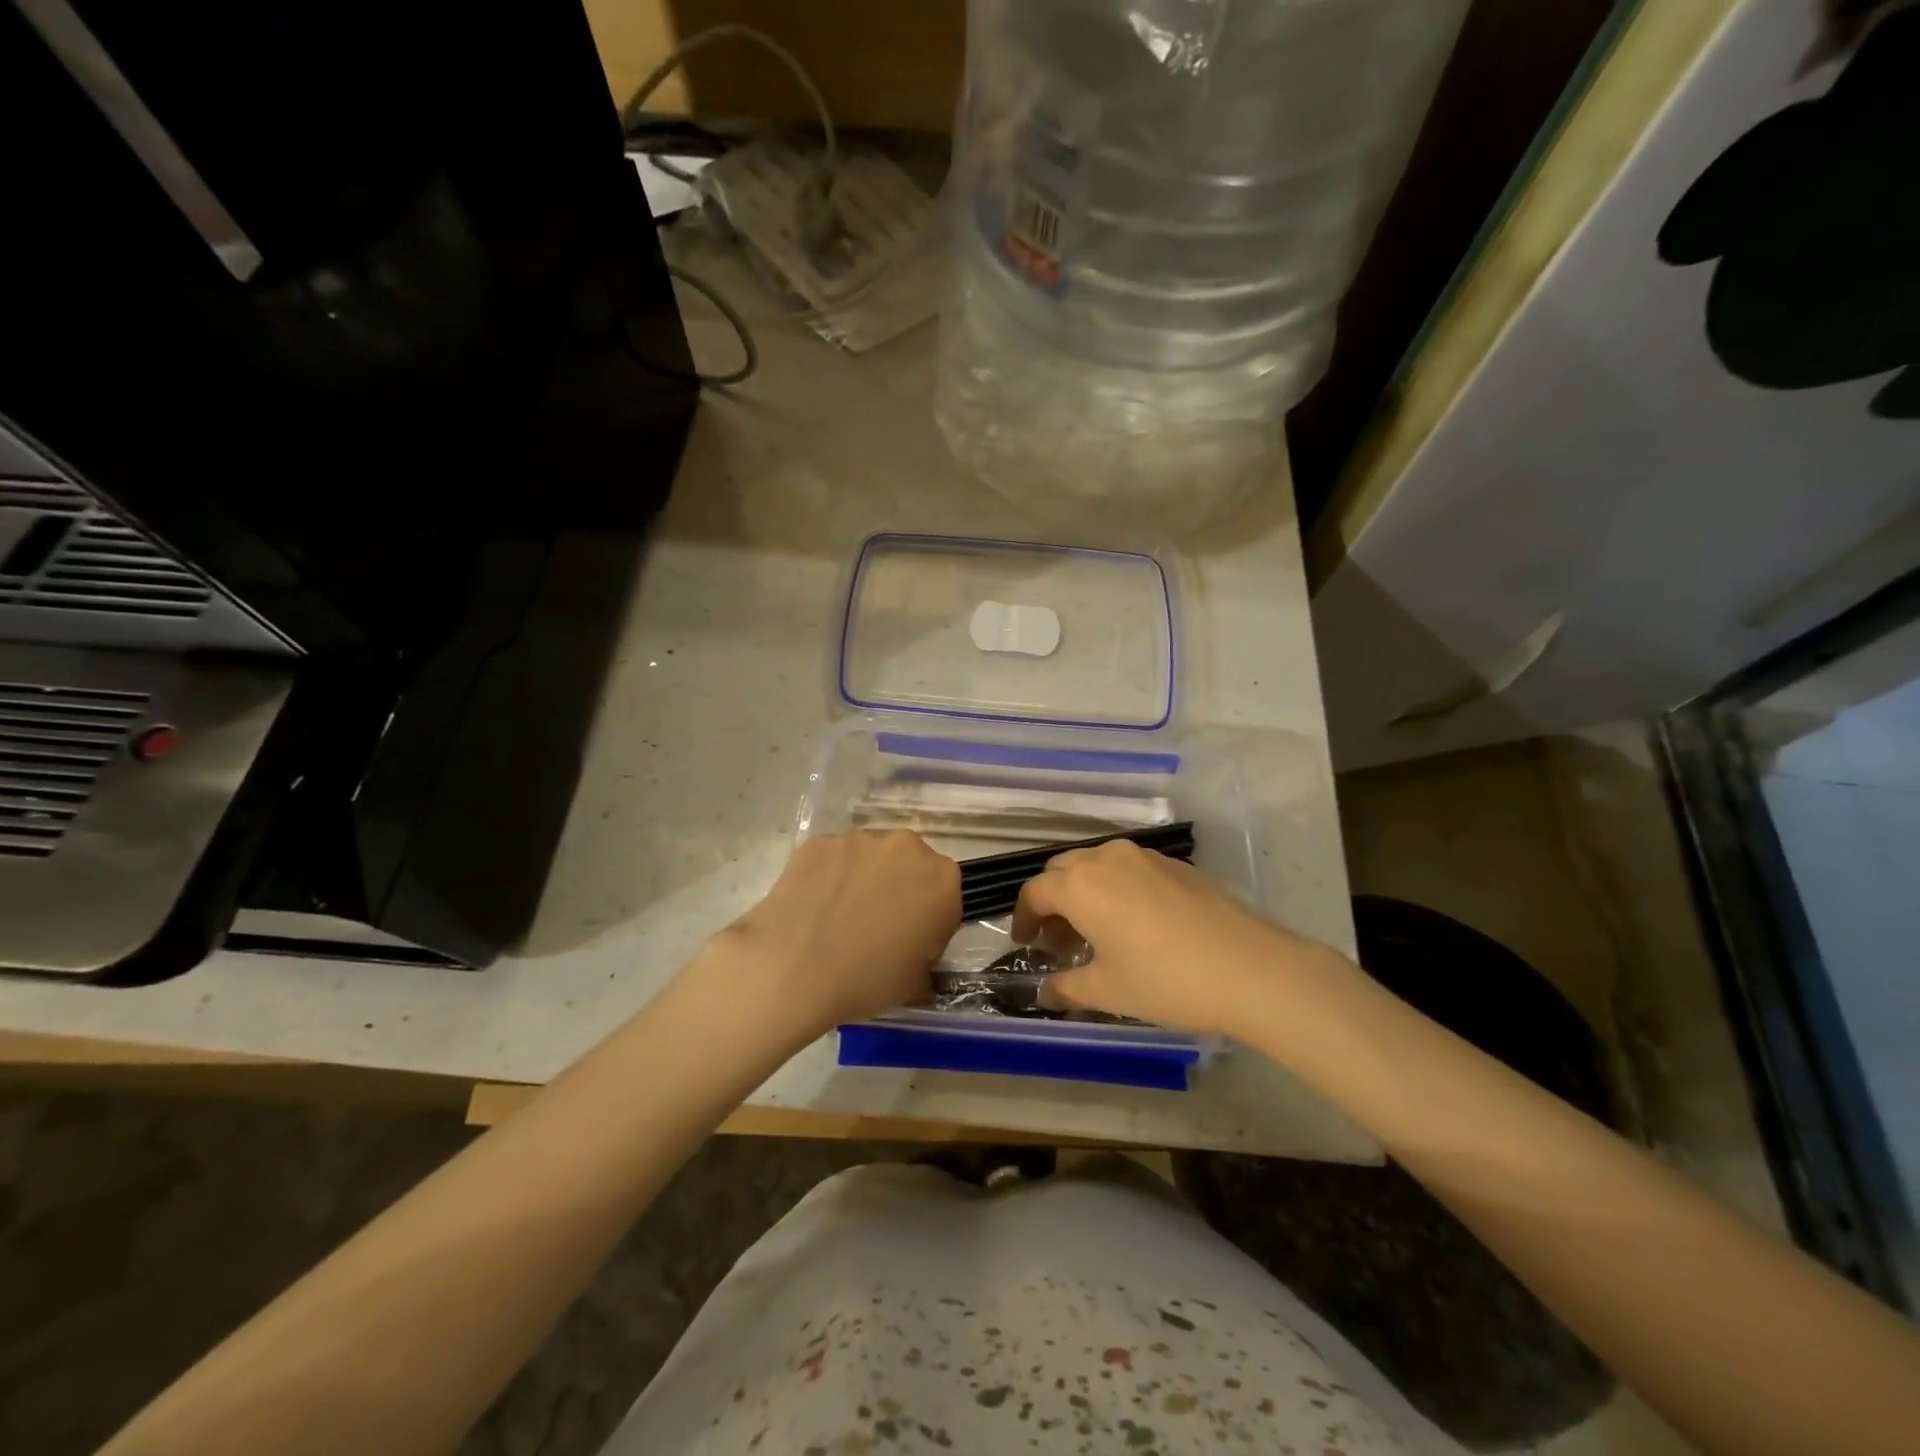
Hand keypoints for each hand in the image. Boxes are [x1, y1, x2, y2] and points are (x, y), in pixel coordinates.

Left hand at [707, 831, 959, 1036]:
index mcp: (941, 879)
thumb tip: (916, 962)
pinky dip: (828, 876)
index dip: (929, 919)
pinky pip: (832, 859)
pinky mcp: (819, 841)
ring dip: (862, 878)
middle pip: (909, 865)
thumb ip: (926, 963)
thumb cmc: (867, 979)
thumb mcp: (916, 985)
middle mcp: (906, 847)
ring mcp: (859, 839)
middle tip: (875, 926)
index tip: (911, 942)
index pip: (945, 895)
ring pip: (869, 858)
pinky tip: (812, 907)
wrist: (792, 969)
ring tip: (837, 917)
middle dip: (898, 889)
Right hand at [1012, 839, 1340, 1036]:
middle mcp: (1106, 858)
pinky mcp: (1174, 863)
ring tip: (1094, 932)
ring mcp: (1144, 857)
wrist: (1252, 968)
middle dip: (1051, 902)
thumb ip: (1066, 987)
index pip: (1035, 892)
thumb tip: (1044, 992)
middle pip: (1063, 870)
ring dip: (1083, 892)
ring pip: (1096, 865)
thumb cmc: (1167, 981)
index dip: (1023, 918)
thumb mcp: (1108, 991)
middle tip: (1056, 940)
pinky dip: (1114, 888)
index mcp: (1080, 884)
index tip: (1026, 943)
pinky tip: (1132, 923)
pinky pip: (1127, 868)